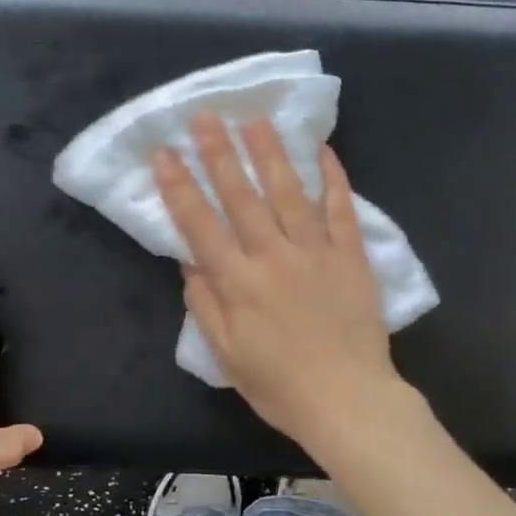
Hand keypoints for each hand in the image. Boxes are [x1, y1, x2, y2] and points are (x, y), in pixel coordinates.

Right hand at [154, 113, 410, 449]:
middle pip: (241, 196)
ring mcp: (315, 252)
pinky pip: (341, 209)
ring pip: (289, 192)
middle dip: (219, 153)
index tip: (164, 153)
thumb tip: (189, 262)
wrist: (348, 400)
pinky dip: (333, 178)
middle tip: (206, 115)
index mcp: (238, 283)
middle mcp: (273, 256)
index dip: (179, 187)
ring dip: (270, 153)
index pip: (200, 225)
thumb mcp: (227, 355)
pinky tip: (322, 150)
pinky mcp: (350, 255)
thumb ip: (206, 305)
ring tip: (255, 119)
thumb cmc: (280, 386)